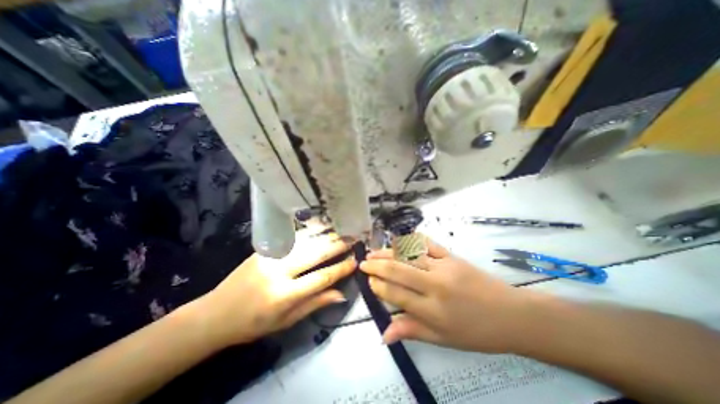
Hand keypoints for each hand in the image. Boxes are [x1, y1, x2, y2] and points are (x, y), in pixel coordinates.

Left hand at [191, 230, 353, 347]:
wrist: (215, 314)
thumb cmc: (253, 324)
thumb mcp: (286, 322)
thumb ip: (315, 304)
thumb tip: (341, 294)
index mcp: (284, 295)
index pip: (321, 278)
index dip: (341, 268)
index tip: (355, 260)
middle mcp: (278, 271)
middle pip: (315, 253)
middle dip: (337, 245)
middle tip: (353, 238)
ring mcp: (270, 256)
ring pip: (305, 241)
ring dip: (325, 235)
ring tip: (341, 231)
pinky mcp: (264, 248)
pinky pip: (292, 238)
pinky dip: (309, 232)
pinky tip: (320, 228)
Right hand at [360, 235, 532, 351]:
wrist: (512, 315)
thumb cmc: (476, 332)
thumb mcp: (443, 339)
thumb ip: (412, 331)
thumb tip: (384, 334)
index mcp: (432, 310)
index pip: (395, 294)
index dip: (378, 286)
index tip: (368, 281)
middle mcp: (435, 285)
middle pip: (398, 270)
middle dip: (376, 265)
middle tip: (363, 262)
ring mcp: (444, 267)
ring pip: (409, 255)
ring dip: (388, 252)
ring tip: (374, 252)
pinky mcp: (452, 256)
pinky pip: (427, 244)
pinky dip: (411, 240)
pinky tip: (399, 239)